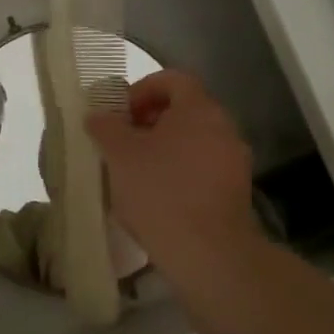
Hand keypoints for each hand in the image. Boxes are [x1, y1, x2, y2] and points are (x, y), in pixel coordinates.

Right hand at [85, 70, 256, 269]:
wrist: (208, 253)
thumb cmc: (160, 191)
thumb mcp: (119, 154)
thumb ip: (105, 127)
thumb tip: (98, 116)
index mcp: (199, 109)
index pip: (173, 79)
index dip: (142, 88)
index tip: (119, 112)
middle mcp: (224, 128)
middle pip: (184, 110)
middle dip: (149, 121)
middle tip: (121, 141)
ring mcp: (234, 162)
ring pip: (192, 141)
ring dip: (163, 149)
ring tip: (133, 172)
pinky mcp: (236, 193)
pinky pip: (202, 169)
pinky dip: (178, 173)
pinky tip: (155, 197)